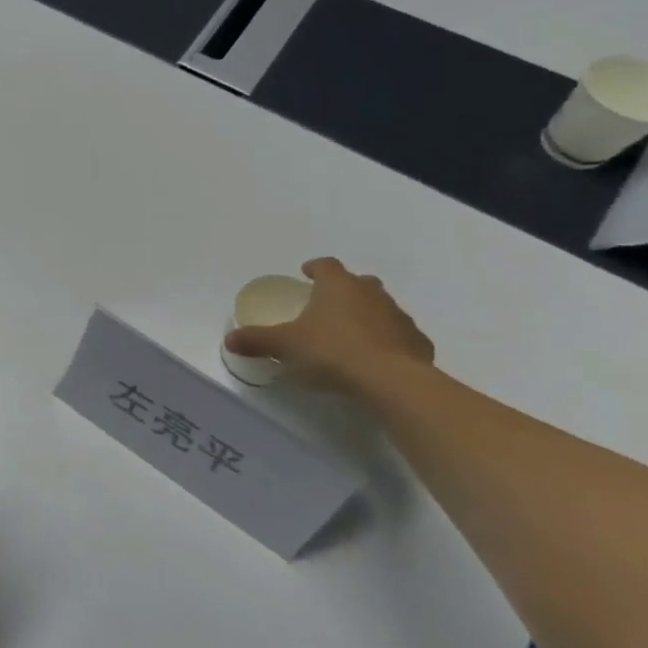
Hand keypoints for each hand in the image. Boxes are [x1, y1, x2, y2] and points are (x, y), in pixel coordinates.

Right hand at [224, 257, 433, 392]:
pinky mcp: (418, 343)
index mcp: (338, 286)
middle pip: (359, 282)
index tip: (307, 274)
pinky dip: (389, 342)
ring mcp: (399, 317)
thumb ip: (257, 340)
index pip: (326, 265)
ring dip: (368, 315)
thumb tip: (229, 339)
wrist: (392, 382)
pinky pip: (400, 336)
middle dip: (345, 290)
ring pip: (382, 308)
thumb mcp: (286, 345)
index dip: (315, 268)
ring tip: (352, 336)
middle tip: (329, 306)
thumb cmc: (332, 351)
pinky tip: (377, 359)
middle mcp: (371, 294)